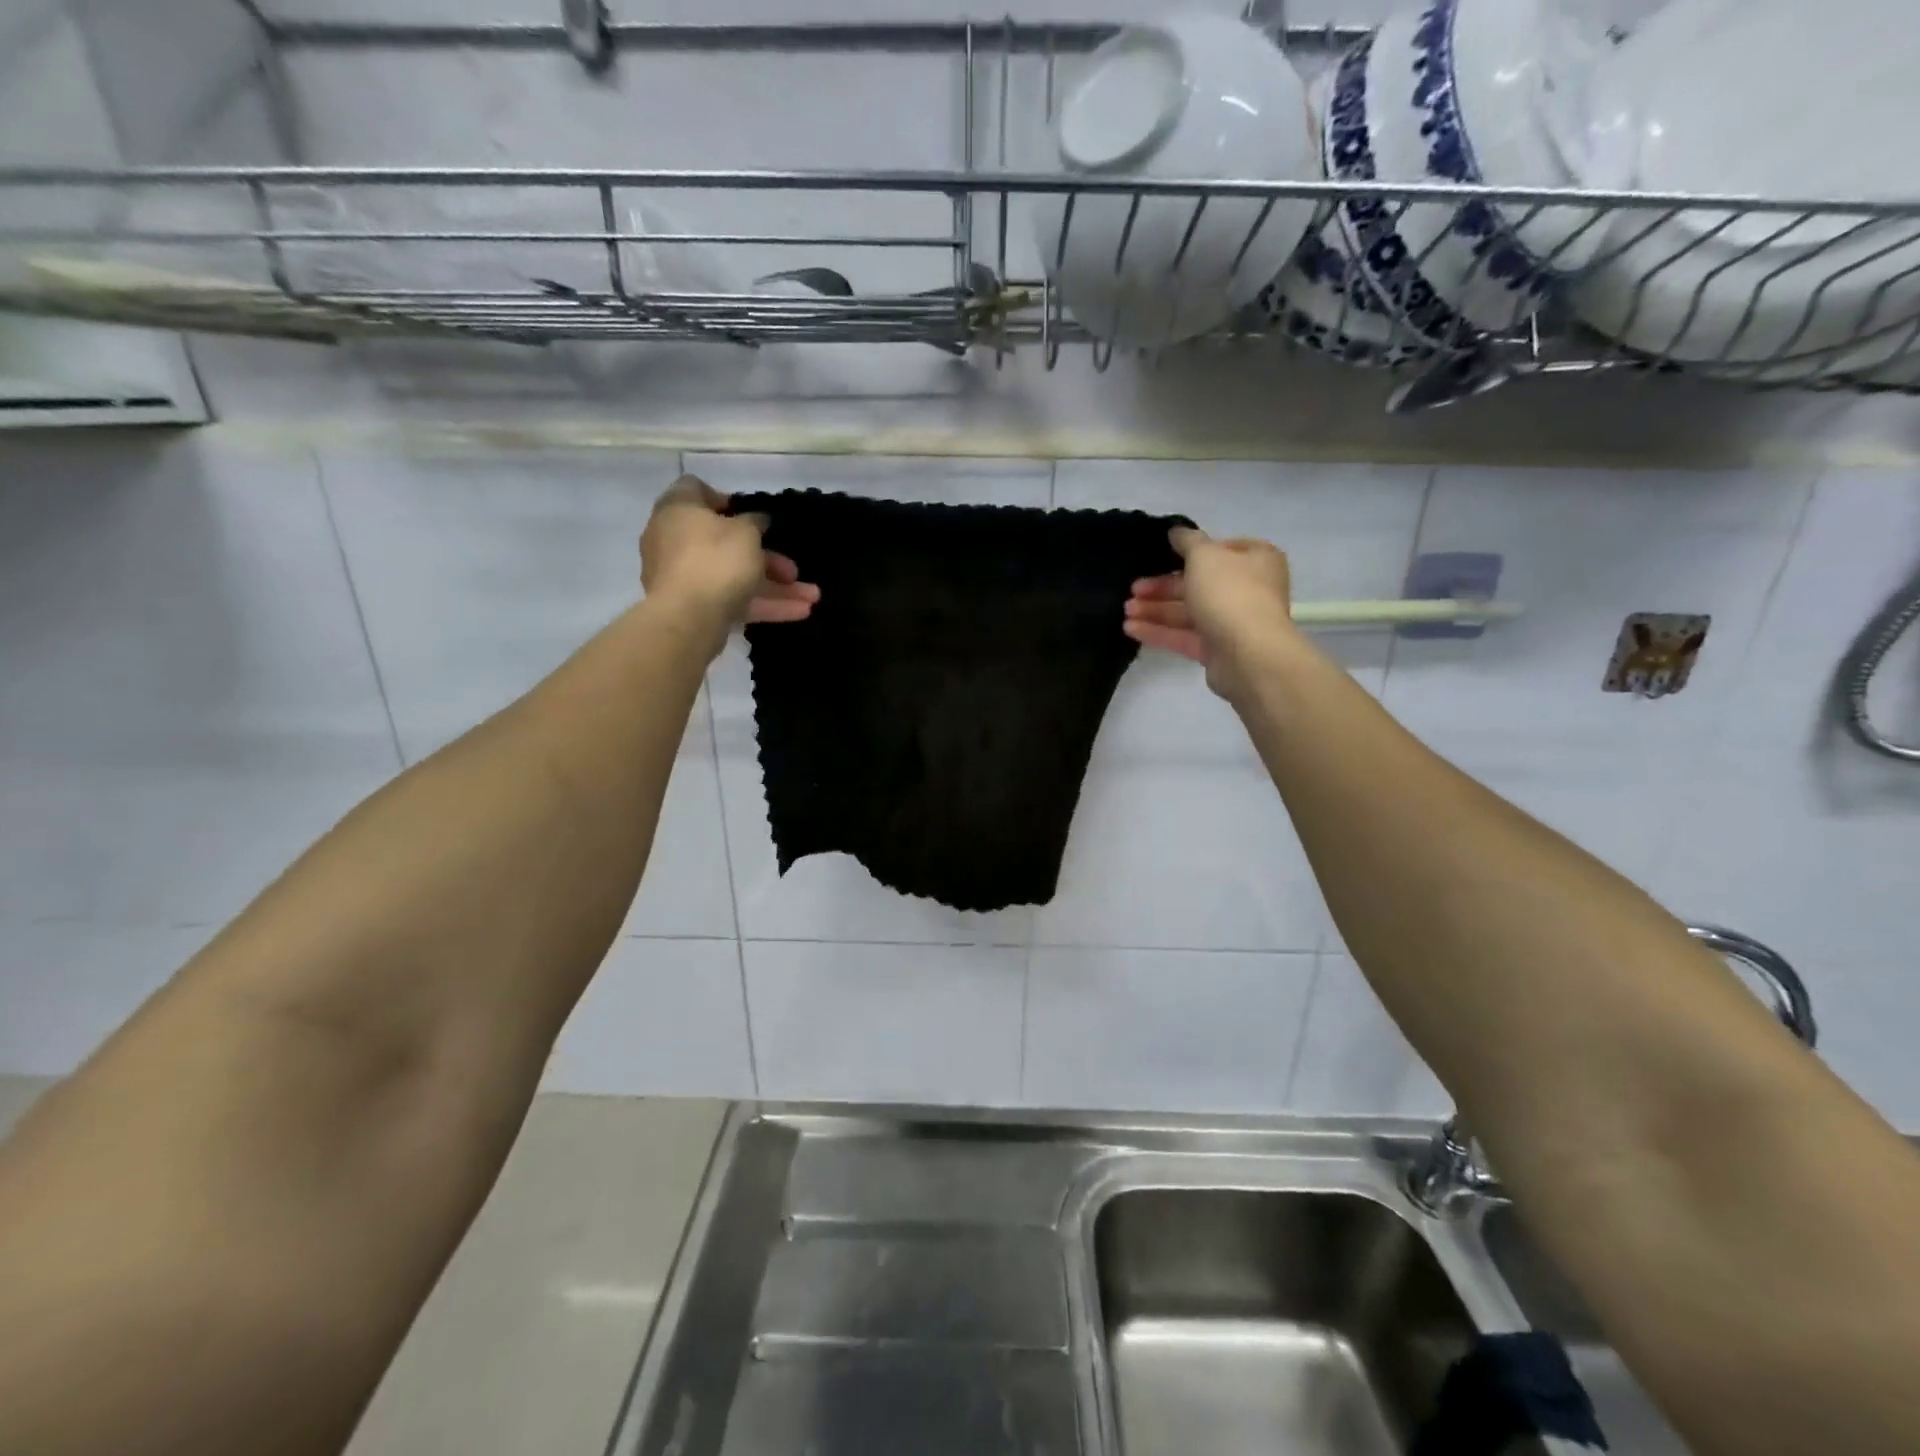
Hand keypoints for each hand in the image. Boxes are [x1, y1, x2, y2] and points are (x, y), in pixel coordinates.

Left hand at [640, 476, 819, 630]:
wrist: (687, 617)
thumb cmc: (715, 559)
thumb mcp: (746, 532)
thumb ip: (755, 522)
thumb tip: (755, 521)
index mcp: (678, 510)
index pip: (694, 490)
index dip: (723, 498)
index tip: (749, 513)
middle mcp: (676, 541)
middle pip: (725, 543)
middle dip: (767, 558)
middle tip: (793, 570)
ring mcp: (684, 578)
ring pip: (735, 577)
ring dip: (774, 587)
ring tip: (812, 597)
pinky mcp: (695, 608)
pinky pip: (733, 600)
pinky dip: (763, 605)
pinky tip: (800, 612)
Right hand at [1124, 527, 1300, 698]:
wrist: (1249, 654)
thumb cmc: (1230, 593)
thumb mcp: (1204, 555)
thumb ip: (1187, 541)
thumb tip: (1176, 532)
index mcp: (1255, 559)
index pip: (1218, 550)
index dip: (1188, 552)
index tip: (1160, 556)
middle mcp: (1248, 589)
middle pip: (1198, 583)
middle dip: (1162, 587)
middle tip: (1133, 589)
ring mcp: (1233, 622)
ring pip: (1188, 612)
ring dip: (1156, 610)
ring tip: (1125, 611)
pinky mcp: (1218, 650)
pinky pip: (1185, 636)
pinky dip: (1160, 631)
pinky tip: (1131, 628)